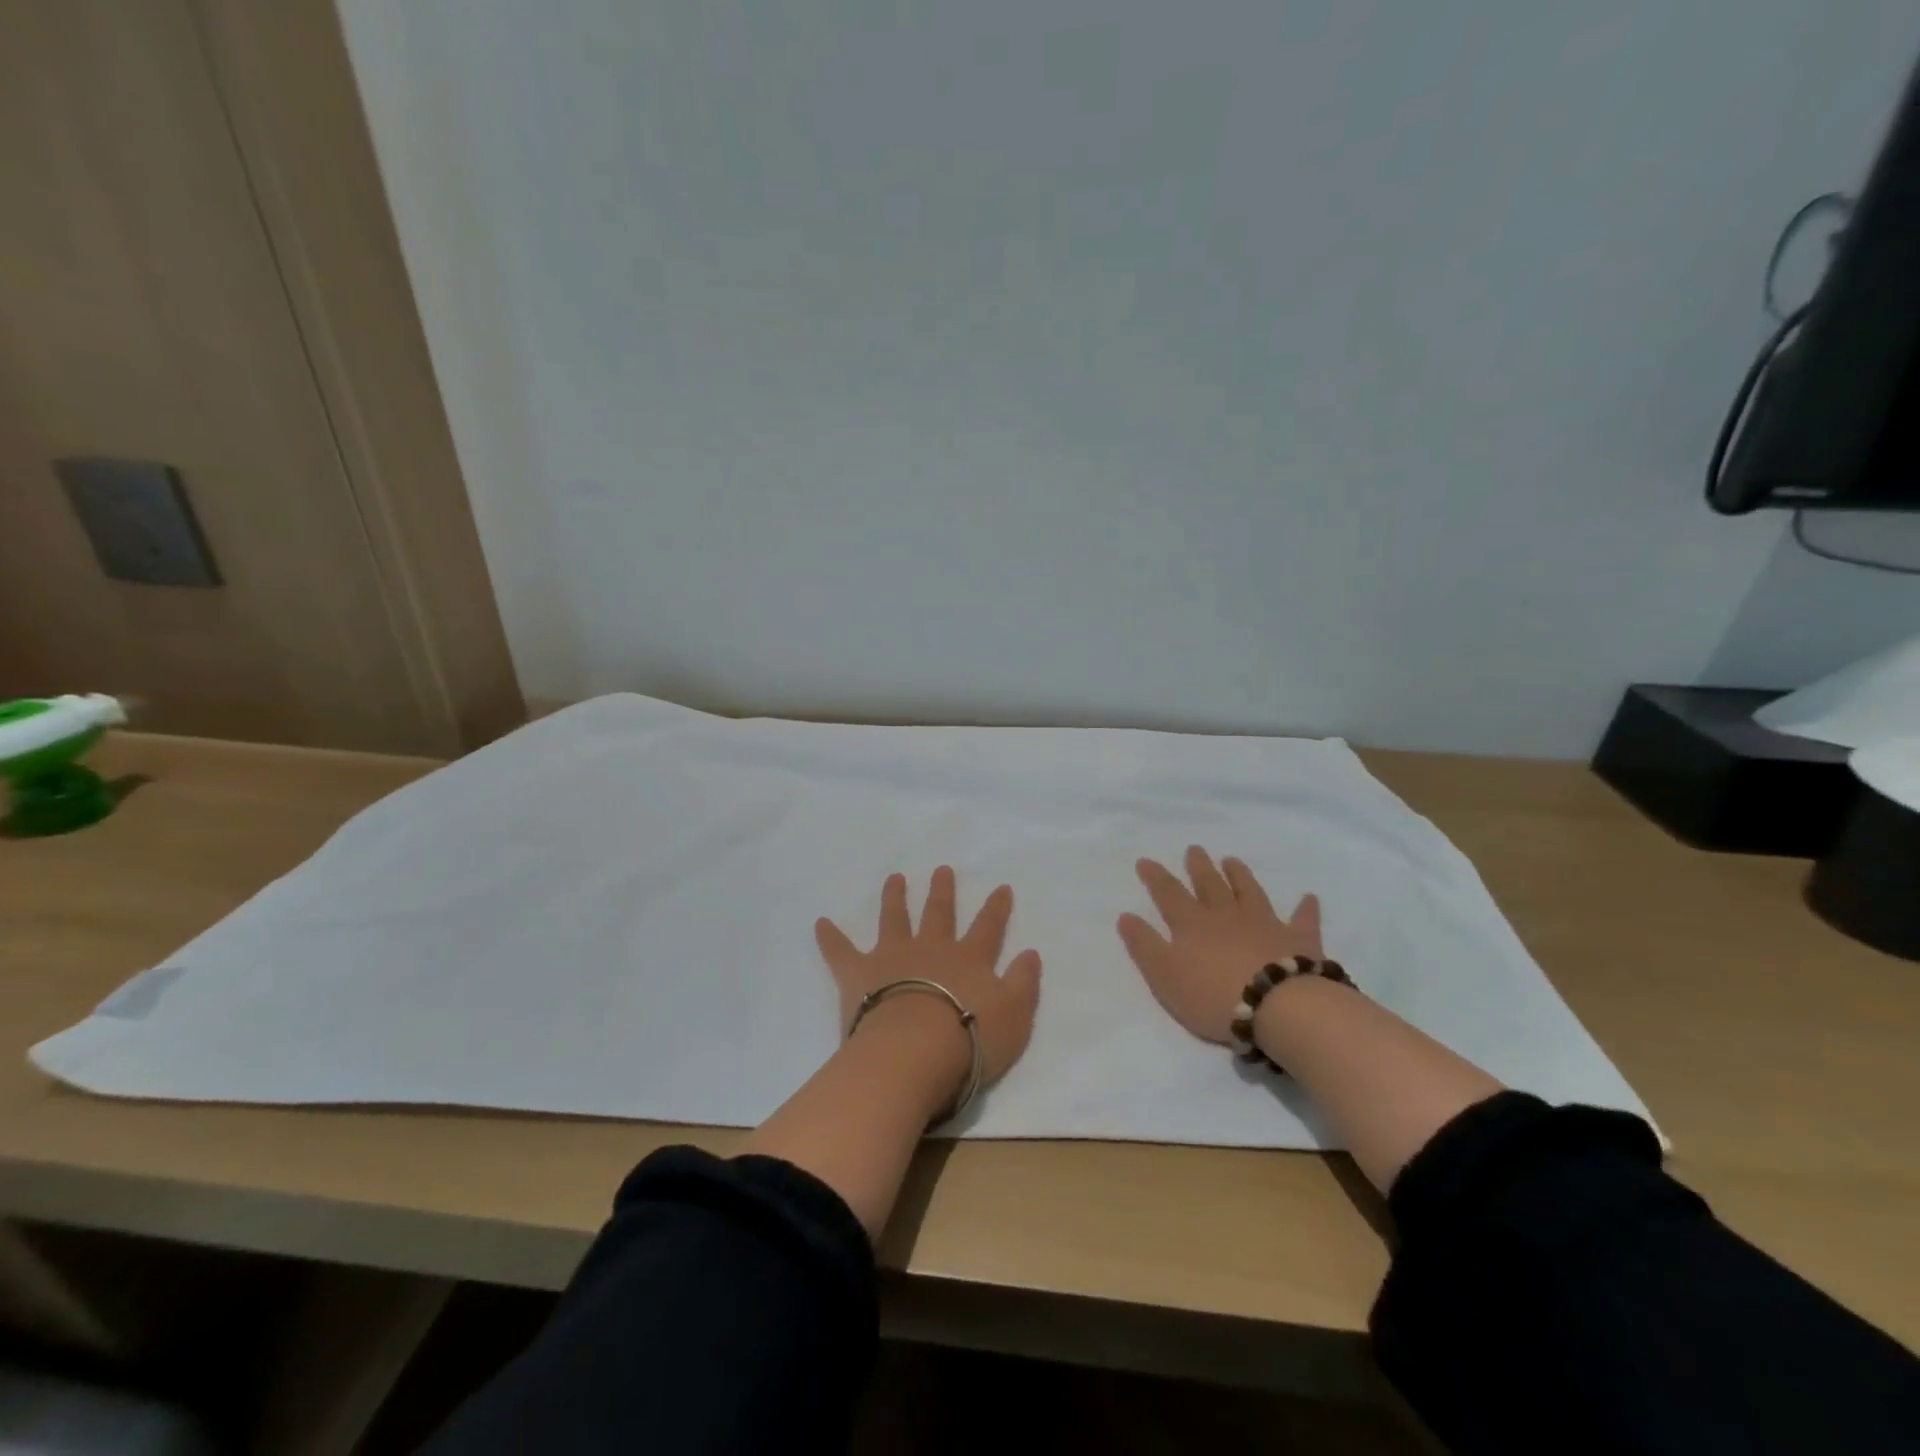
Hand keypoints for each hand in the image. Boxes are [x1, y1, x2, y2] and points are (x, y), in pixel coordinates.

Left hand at [816, 867, 1042, 1088]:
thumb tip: (1031, 953)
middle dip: (942, 891)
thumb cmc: (970, 1038)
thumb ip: (1023, 983)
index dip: (996, 908)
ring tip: (894, 878)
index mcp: (969, 959)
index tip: (1001, 888)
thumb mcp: (1015, 1016)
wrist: (915, 1051)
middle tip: (941, 869)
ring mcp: (893, 957)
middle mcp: (931, 949)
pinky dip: (830, 937)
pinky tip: (819, 923)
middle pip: (938, 913)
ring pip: (894, 919)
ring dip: (894, 898)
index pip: (988, 927)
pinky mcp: (859, 973)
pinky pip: (840, 951)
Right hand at [1117, 847, 1323, 1044]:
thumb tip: (1126, 916)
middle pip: (1210, 885)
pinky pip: (1302, 919)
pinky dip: (1305, 908)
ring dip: (1240, 875)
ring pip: (1249, 892)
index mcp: (1192, 924)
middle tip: (1194, 849)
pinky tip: (1309, 897)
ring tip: (1232, 860)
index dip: (1155, 877)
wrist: (1279, 1006)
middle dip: (1199, 867)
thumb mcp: (1164, 975)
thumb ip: (1145, 945)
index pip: (1168, 894)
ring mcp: (1264, 924)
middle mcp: (1226, 915)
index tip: (1145, 861)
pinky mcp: (1298, 940)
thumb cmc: (1214, 995)